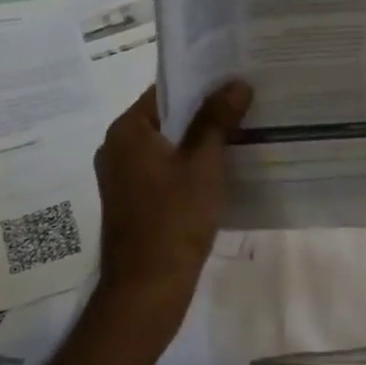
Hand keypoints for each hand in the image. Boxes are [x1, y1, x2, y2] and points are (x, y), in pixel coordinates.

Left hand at [93, 82, 251, 320]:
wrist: (147, 290)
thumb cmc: (174, 219)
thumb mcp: (203, 163)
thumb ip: (217, 119)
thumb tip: (236, 82)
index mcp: (127, 131)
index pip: (166, 89)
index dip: (202, 80)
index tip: (236, 74)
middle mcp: (118, 147)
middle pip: (167, 115)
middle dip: (206, 108)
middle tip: (247, 98)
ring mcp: (124, 176)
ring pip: (169, 142)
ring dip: (201, 136)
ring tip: (243, 126)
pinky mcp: (135, 199)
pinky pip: (166, 166)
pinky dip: (191, 161)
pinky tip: (224, 163)